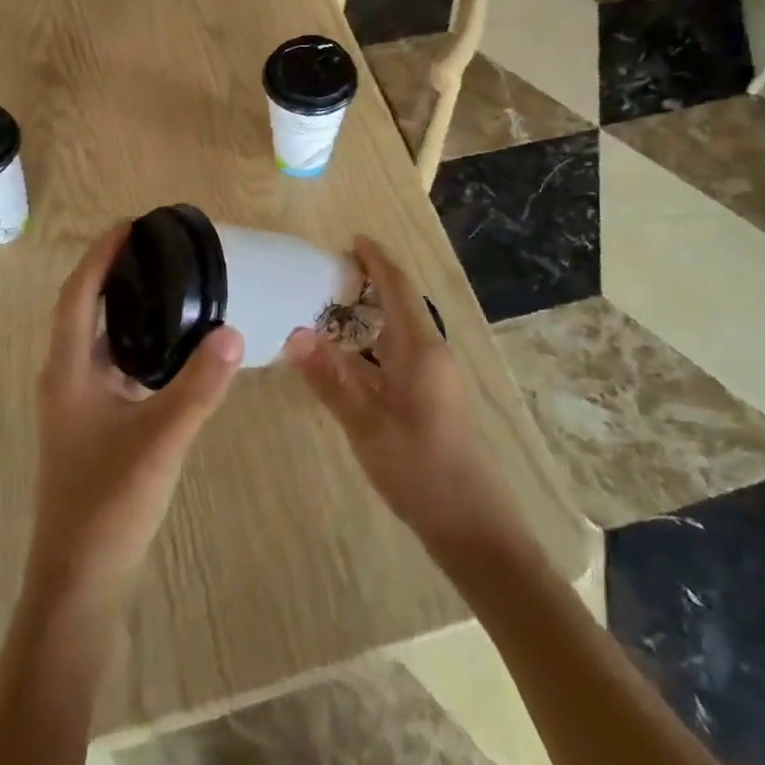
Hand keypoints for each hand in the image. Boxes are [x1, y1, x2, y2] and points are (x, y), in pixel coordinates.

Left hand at [29, 222, 243, 599]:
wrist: (80, 580)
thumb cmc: (109, 503)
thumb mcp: (162, 439)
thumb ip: (199, 386)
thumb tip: (233, 331)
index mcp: (68, 370)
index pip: (79, 294)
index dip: (101, 255)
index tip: (131, 224)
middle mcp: (65, 377)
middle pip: (83, 308)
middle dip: (112, 272)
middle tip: (155, 247)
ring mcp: (76, 403)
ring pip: (95, 337)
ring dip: (122, 305)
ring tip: (165, 282)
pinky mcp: (91, 423)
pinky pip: (109, 362)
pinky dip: (132, 339)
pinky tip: (167, 345)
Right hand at [283, 236, 519, 557]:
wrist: (471, 525)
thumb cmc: (418, 468)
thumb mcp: (365, 424)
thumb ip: (329, 377)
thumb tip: (293, 333)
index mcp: (421, 348)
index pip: (398, 287)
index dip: (376, 260)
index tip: (352, 240)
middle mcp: (434, 352)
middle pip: (403, 302)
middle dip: (373, 281)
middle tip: (331, 274)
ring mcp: (439, 375)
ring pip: (404, 328)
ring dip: (375, 311)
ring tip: (337, 307)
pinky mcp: (437, 395)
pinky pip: (405, 349)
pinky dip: (379, 338)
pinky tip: (356, 356)